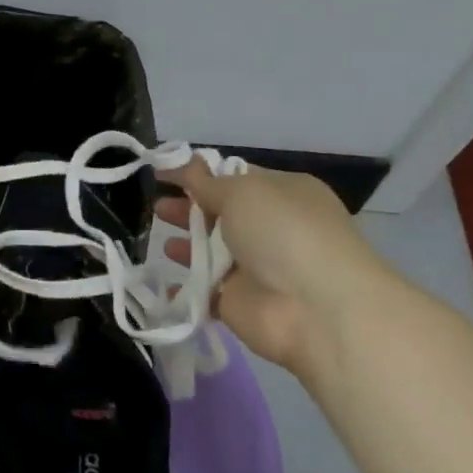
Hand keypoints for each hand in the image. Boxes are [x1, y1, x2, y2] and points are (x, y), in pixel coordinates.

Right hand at [157, 161, 391, 372]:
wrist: (315, 309)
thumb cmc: (283, 233)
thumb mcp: (243, 191)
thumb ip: (206, 181)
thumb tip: (185, 163)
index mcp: (283, 193)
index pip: (236, 179)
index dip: (200, 175)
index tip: (164, 174)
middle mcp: (272, 229)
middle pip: (221, 215)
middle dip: (189, 209)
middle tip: (158, 207)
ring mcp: (256, 268)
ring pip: (212, 253)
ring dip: (186, 246)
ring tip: (160, 240)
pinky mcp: (239, 302)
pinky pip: (205, 292)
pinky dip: (184, 289)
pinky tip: (163, 283)